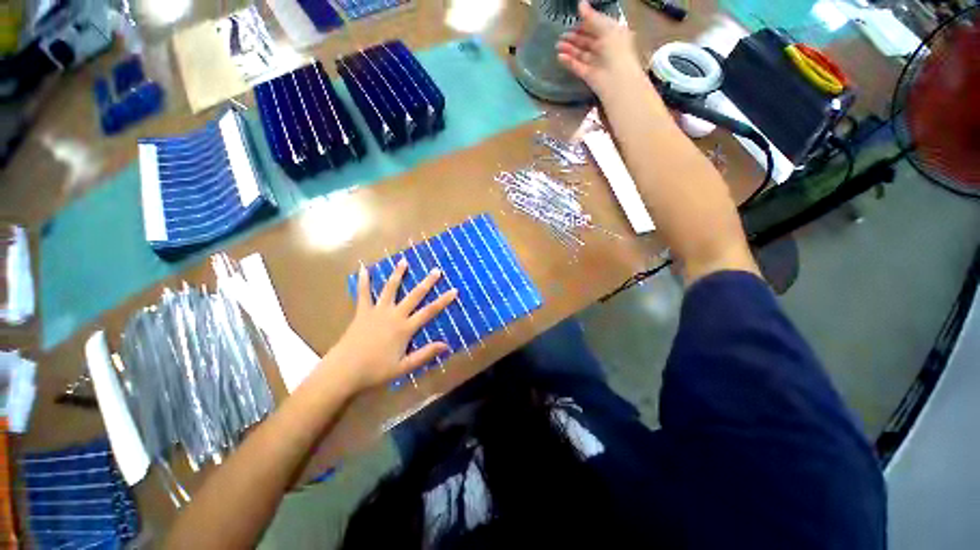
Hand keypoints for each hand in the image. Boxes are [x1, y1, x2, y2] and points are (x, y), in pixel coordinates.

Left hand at [326, 259, 457, 393]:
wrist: (344, 370)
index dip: (443, 300)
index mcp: (405, 328)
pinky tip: (364, 269)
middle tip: (436, 270)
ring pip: (390, 289)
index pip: (429, 311)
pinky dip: (364, 281)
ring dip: (398, 274)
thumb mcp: (404, 367)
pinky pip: (363, 294)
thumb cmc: (375, 370)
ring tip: (404, 261)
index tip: (454, 289)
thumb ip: (425, 354)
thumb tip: (446, 345)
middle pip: (414, 295)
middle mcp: (394, 315)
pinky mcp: (362, 312)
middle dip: (427, 282)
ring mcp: (377, 311)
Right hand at [556, 1, 646, 99]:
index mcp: (612, 34)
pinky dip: (569, 62)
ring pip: (580, 54)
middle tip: (561, 34)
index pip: (597, 27)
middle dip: (574, 37)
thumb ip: (592, 17)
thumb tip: (580, 4)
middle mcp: (604, 48)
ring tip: (557, 44)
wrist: (616, 79)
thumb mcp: (606, 28)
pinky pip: (577, 67)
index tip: (574, 20)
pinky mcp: (588, 75)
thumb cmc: (616, 49)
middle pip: (587, 41)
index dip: (586, 23)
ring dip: (569, 49)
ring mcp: (596, 63)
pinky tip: (560, 57)